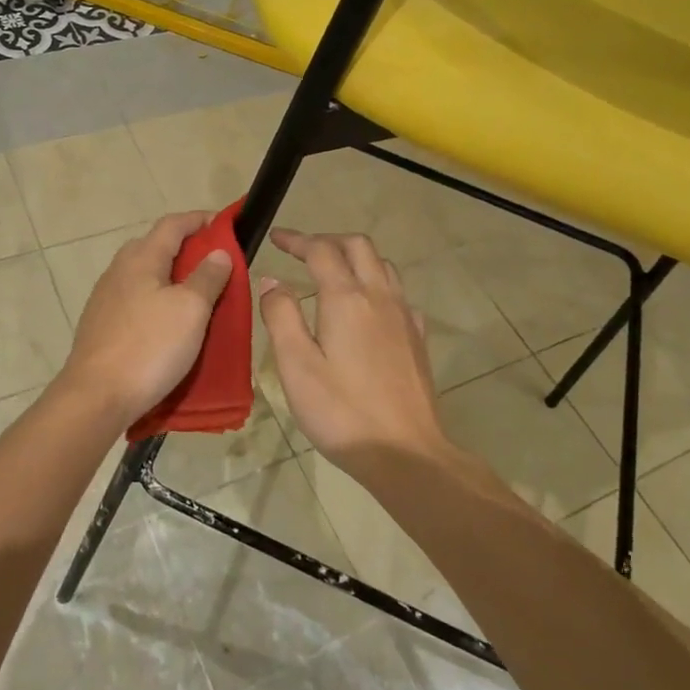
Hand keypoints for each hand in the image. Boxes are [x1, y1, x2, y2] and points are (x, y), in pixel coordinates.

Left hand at [56, 211, 232, 428]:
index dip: (200, 219)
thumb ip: (207, 277)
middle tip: (215, 264)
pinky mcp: (101, 324)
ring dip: (170, 276)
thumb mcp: (191, 309)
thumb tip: (218, 252)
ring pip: (144, 274)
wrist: (96, 396)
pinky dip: (156, 298)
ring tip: (196, 294)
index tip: (225, 225)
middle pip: (155, 246)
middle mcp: (119, 270)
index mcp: (141, 258)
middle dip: (186, 248)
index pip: (173, 224)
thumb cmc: (150, 347)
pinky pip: (135, 298)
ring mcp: (105, 298)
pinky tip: (167, 321)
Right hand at [258, 229, 448, 469]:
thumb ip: (281, 316)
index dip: (296, 239)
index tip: (276, 237)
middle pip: (358, 247)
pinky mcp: (418, 338)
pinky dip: (377, 284)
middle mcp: (380, 297)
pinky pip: (398, 293)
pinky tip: (367, 308)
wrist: (406, 452)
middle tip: (302, 250)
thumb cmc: (341, 411)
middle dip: (328, 240)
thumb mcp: (296, 366)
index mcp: (346, 299)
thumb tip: (272, 281)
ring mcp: (405, 316)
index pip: (320, 250)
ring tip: (332, 271)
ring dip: (355, 257)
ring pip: (383, 266)